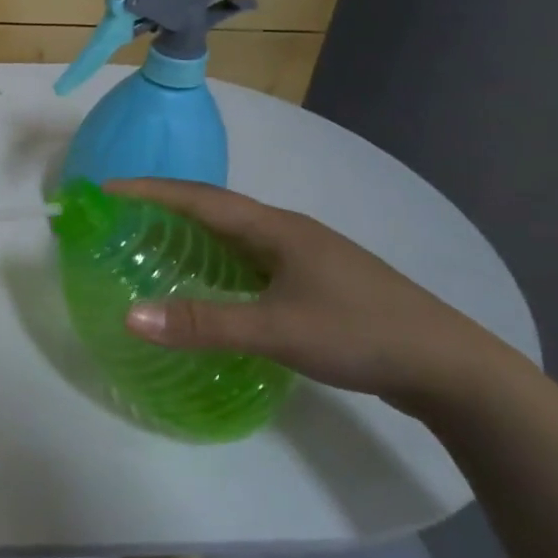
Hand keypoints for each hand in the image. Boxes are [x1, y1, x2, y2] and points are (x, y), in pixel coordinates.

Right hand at [110, 178, 527, 410]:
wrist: (450, 367)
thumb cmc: (360, 334)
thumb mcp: (275, 330)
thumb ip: (202, 323)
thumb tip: (129, 316)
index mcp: (275, 229)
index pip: (199, 199)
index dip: (151, 191)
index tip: (107, 190)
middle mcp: (288, 233)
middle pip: (215, 210)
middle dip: (165, 207)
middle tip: (121, 218)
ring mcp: (306, 257)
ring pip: (235, 236)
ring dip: (192, 234)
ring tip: (153, 245)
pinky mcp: (316, 283)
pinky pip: (251, 262)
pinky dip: (217, 263)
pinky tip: (210, 285)